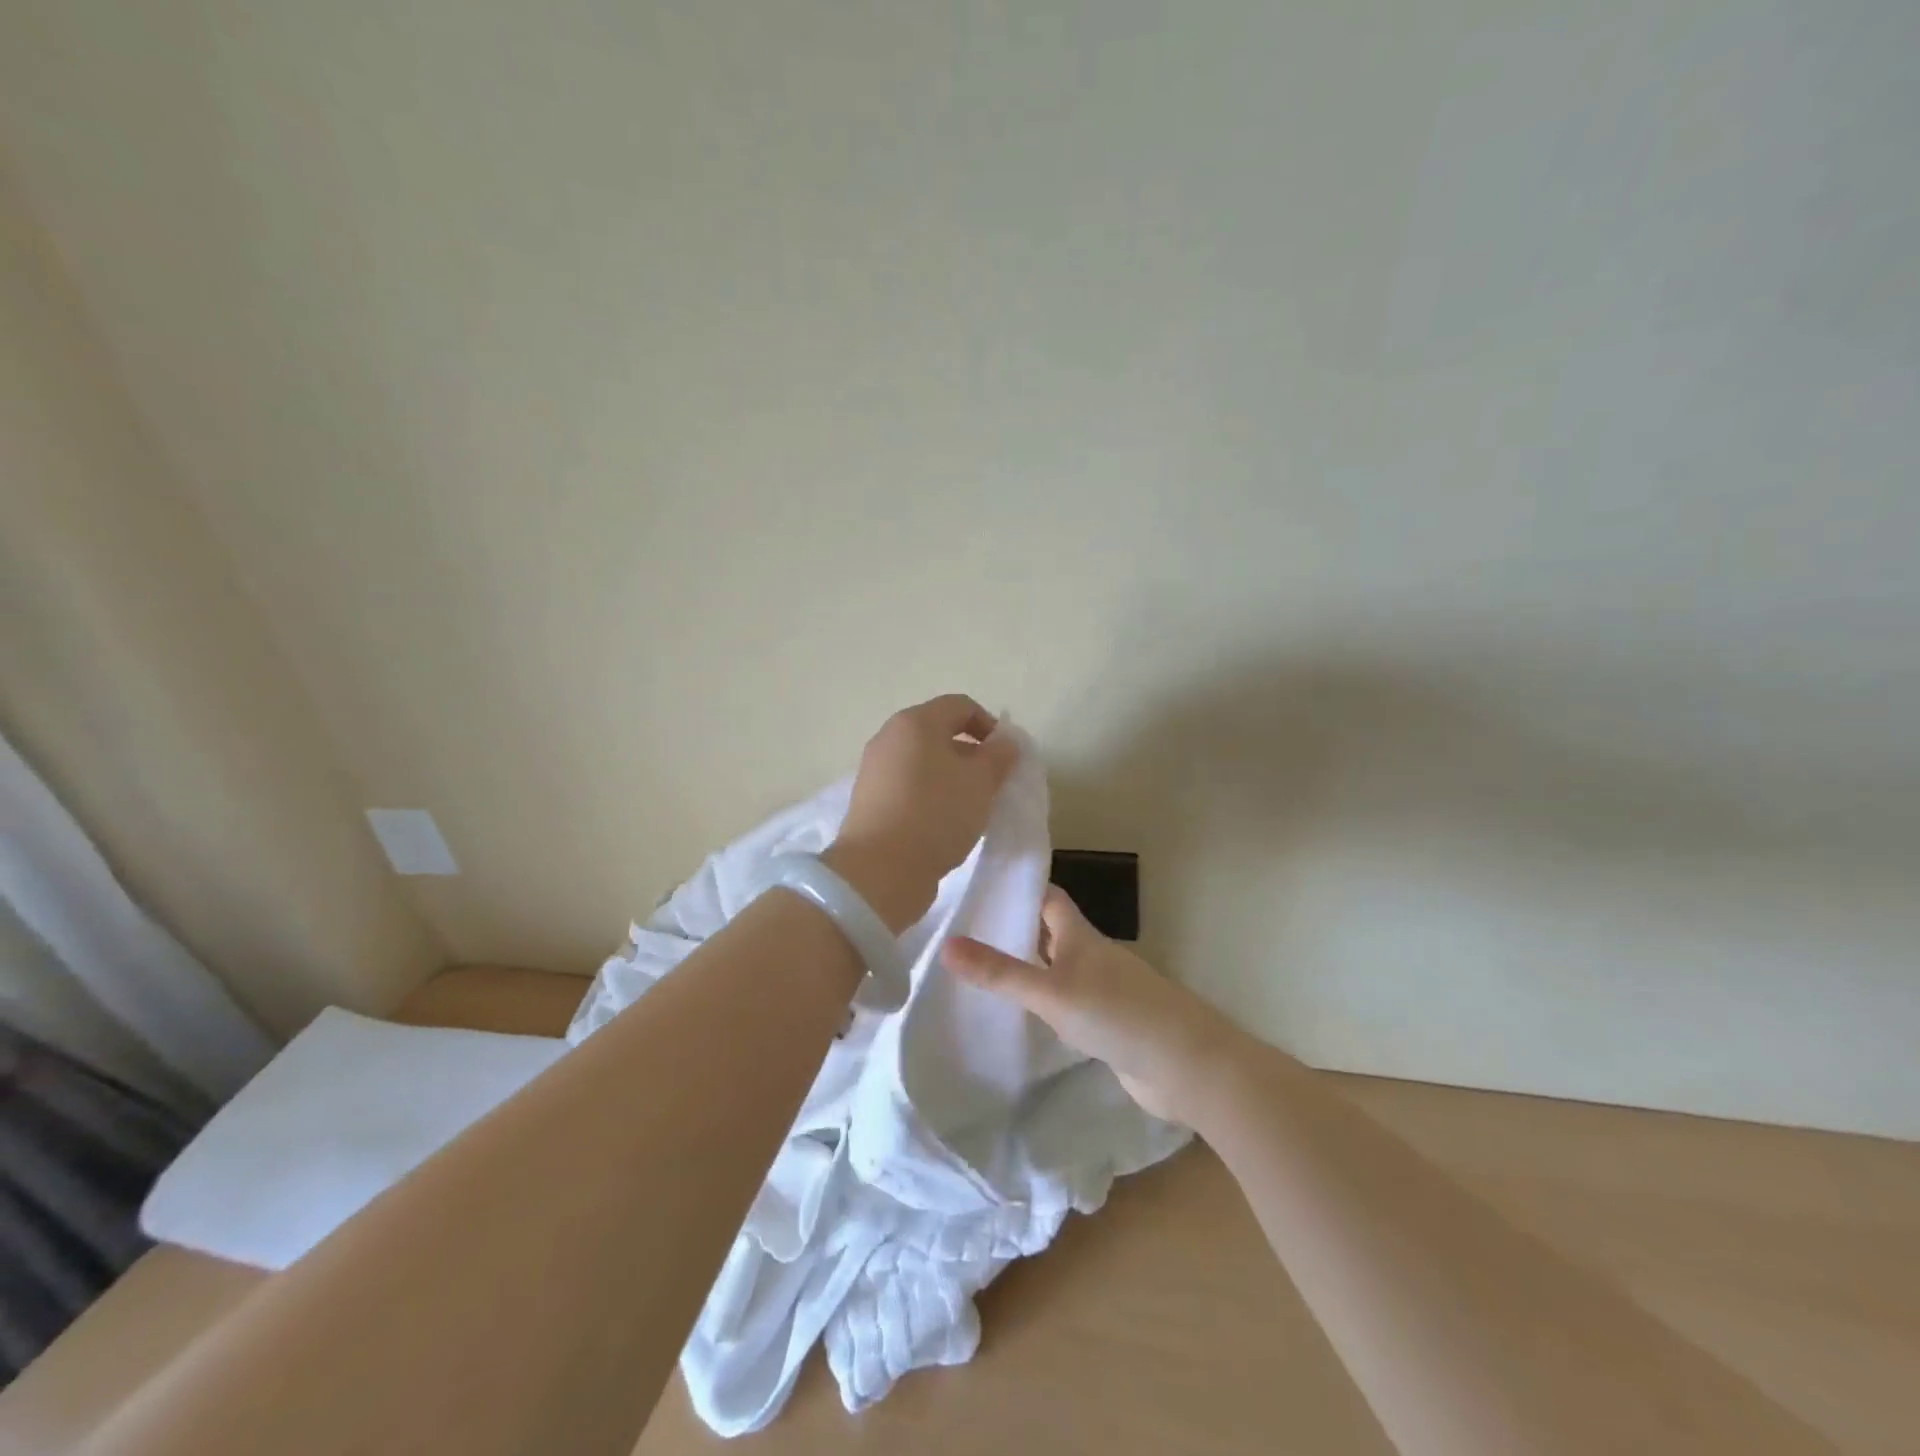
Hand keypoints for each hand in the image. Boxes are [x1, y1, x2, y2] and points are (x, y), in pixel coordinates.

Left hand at [824, 694, 1019, 933]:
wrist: (880, 870)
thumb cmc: (937, 814)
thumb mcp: (981, 783)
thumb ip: (999, 756)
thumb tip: (1005, 742)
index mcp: (915, 722)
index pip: (961, 706)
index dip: (990, 725)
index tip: (1006, 757)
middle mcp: (890, 737)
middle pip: (938, 733)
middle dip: (970, 754)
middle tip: (991, 784)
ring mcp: (875, 769)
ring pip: (923, 762)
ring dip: (951, 777)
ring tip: (970, 807)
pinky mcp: (869, 800)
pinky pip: (909, 786)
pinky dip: (930, 796)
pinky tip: (943, 824)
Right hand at [942, 886, 1241, 1123]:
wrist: (1185, 1066)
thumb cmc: (1117, 1013)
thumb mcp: (1051, 992)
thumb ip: (1000, 972)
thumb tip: (945, 945)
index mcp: (1080, 935)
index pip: (1047, 897)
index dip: (1019, 888)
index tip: (980, 887)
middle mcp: (1091, 955)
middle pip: (1050, 932)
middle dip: (1015, 929)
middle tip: (965, 932)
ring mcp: (1102, 990)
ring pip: (1057, 969)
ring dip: (1028, 968)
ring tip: (980, 972)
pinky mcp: (1108, 1024)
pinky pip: (1067, 1003)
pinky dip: (1044, 1003)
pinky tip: (1020, 1017)